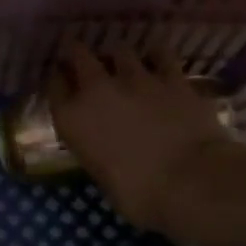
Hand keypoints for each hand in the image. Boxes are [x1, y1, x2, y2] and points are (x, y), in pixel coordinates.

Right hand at [45, 41, 245, 234]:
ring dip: (118, 55)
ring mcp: (136, 79)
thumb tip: (105, 148)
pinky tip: (158, 59)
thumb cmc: (140, 195)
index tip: (61, 82)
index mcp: (72, 119)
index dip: (57, 80)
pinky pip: (161, 54)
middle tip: (83, 59)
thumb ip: (97, 151)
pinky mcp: (172, 78)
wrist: (192, 182)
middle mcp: (97, 90)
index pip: (53, 86)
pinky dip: (157, 55)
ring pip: (120, 50)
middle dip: (78, 54)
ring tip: (122, 62)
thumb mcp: (103, 177)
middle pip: (78, 54)